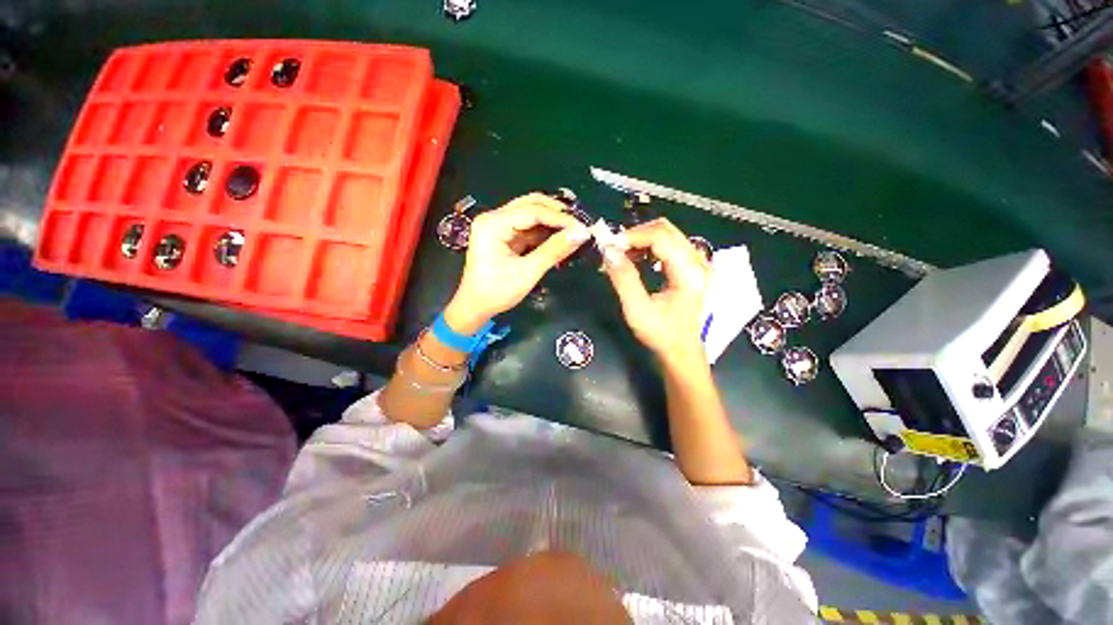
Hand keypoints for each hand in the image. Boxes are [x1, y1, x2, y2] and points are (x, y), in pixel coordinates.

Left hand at [445, 194, 589, 332]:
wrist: (475, 308)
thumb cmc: (497, 292)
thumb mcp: (527, 272)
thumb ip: (554, 251)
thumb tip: (581, 234)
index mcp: (493, 224)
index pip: (532, 211)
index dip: (560, 218)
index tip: (582, 228)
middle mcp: (495, 218)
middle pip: (531, 205)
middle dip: (557, 214)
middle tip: (579, 226)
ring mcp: (499, 226)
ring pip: (531, 215)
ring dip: (553, 223)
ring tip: (574, 232)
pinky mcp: (505, 236)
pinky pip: (529, 228)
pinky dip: (545, 233)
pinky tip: (560, 239)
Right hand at [602, 219, 710, 362]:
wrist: (681, 351)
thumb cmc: (661, 334)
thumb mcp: (637, 309)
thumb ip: (623, 278)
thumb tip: (608, 250)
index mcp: (689, 272)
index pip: (661, 237)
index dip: (632, 236)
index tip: (609, 246)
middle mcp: (698, 262)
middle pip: (666, 230)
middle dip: (636, 235)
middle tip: (613, 249)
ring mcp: (697, 263)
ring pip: (667, 235)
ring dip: (641, 240)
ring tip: (621, 255)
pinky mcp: (691, 267)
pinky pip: (669, 245)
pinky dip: (648, 247)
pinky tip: (635, 259)